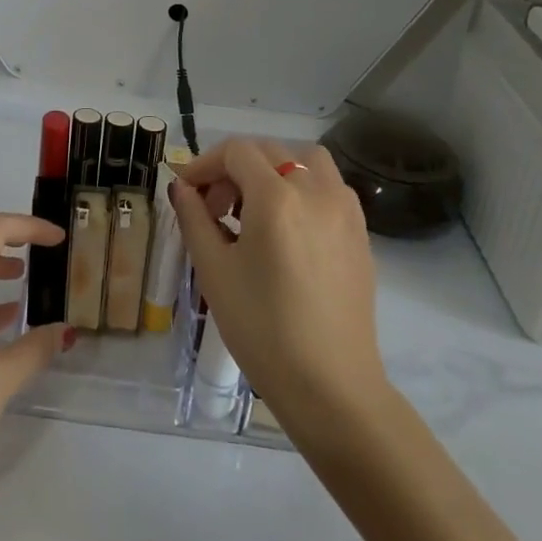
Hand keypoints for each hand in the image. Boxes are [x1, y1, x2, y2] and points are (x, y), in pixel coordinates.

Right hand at [171, 139, 388, 430]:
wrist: (331, 388)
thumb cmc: (262, 329)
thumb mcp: (214, 270)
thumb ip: (194, 218)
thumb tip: (181, 187)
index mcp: (276, 197)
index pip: (236, 152)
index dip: (205, 164)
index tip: (187, 190)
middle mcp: (315, 191)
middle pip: (269, 151)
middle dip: (234, 168)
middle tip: (214, 206)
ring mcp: (344, 210)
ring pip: (306, 160)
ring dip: (275, 169)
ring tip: (255, 207)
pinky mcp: (360, 233)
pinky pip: (329, 186)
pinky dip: (303, 187)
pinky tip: (287, 228)